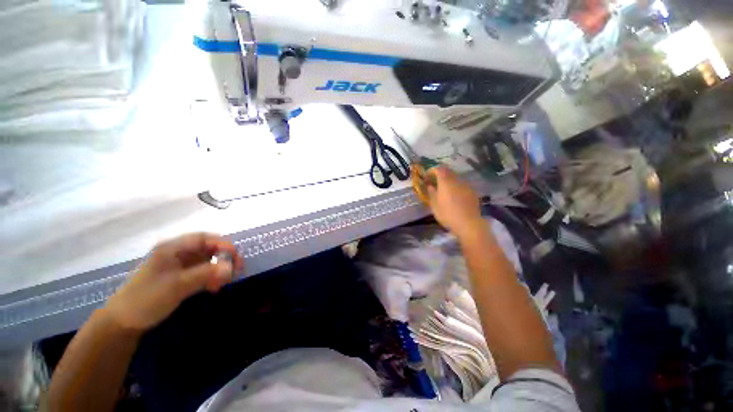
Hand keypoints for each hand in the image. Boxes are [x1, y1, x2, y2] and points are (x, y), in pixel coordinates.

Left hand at [104, 233, 244, 331]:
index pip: (204, 238)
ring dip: (219, 269)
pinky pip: (202, 272)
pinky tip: (214, 287)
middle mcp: (177, 253)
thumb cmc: (147, 298)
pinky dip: (211, 277)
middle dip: (224, 258)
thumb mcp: (177, 286)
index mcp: (172, 248)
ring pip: (207, 261)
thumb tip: (232, 267)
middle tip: (236, 270)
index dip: (223, 244)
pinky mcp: (181, 277)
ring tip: (224, 282)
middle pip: (208, 248)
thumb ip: (205, 274)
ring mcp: (179, 265)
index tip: (236, 257)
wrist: (124, 322)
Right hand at [426, 166, 482, 237]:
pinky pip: (462, 185)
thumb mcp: (434, 205)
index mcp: (445, 182)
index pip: (439, 169)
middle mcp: (456, 180)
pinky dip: (457, 187)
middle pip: (448, 171)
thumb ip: (431, 193)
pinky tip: (455, 196)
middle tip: (435, 183)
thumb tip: (430, 186)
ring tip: (445, 190)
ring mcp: (466, 185)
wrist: (469, 223)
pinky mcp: (473, 192)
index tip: (427, 178)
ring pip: (456, 178)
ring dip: (449, 181)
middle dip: (440, 175)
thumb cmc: (447, 214)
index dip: (432, 171)